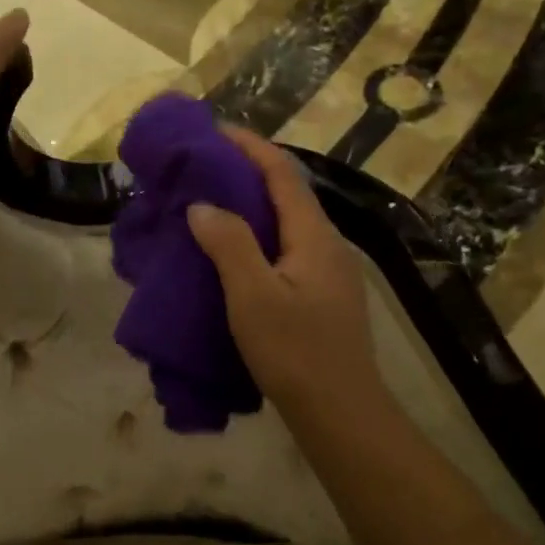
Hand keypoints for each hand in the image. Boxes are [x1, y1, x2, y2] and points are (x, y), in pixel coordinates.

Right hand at [186, 127, 382, 415]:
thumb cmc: (295, 351)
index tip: (215, 130)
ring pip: (287, 226)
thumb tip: (203, 205)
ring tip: (212, 207)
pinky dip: (258, 240)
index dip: (250, 147)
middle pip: (288, 195)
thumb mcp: (253, 296)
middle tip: (205, 169)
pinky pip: (286, 252)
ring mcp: (329, 274)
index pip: (283, 174)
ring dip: (252, 209)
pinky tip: (234, 257)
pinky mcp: (323, 298)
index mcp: (315, 236)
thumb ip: (229, 244)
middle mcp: (328, 246)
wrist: (341, 413)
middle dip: (248, 174)